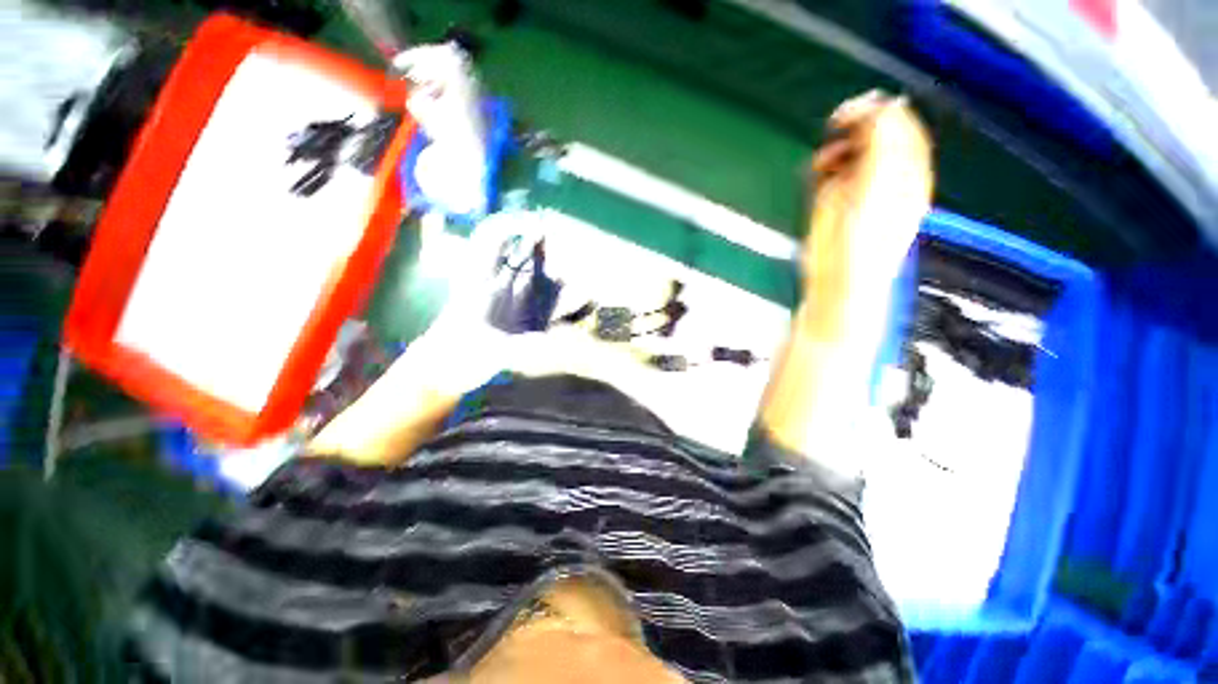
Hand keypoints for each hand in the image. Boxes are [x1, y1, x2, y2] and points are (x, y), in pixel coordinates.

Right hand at [803, 91, 932, 334]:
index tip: (857, 108)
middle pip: (876, 137)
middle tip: (837, 124)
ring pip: (851, 152)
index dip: (882, 112)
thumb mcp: (877, 189)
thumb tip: (882, 109)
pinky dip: (824, 165)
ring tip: (825, 160)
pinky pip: (831, 171)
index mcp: (907, 174)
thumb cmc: (862, 241)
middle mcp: (885, 179)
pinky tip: (819, 171)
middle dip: (857, 127)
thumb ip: (882, 147)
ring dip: (837, 148)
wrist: (838, 279)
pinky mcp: (833, 203)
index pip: (902, 130)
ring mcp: (858, 190)